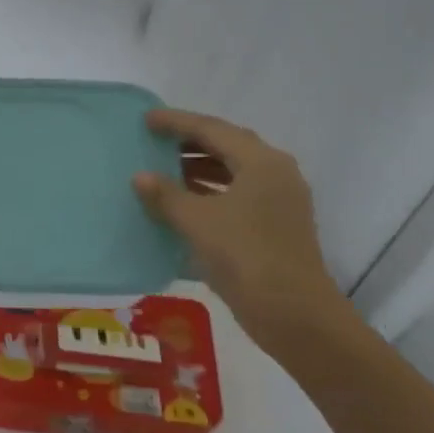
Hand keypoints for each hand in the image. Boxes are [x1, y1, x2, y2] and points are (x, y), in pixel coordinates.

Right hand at [132, 108, 348, 348]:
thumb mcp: (198, 222)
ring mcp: (279, 201)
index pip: (213, 129)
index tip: (147, 119)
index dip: (177, 122)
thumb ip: (166, 195)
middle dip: (190, 143)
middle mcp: (275, 174)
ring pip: (233, 172)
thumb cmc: (245, 256)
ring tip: (163, 171)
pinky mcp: (275, 226)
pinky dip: (209, 193)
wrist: (293, 313)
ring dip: (198, 169)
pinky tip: (183, 204)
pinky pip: (236, 196)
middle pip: (227, 147)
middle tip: (154, 141)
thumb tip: (140, 176)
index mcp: (261, 162)